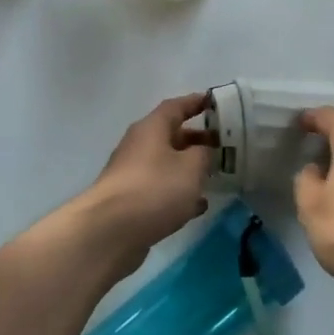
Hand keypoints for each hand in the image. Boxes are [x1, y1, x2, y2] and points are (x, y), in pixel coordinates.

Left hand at [75, 93, 216, 274]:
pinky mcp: (131, 201)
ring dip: (189, 168)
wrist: (110, 231)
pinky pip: (161, 189)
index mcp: (151, 128)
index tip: (215, 103)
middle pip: (171, 136)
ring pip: (167, 164)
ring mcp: (133, 174)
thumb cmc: (154, 189)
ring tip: (215, 174)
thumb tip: (204, 150)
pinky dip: (180, 193)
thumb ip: (203, 154)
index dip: (196, 102)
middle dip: (197, 139)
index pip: (176, 106)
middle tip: (223, 144)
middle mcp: (139, 146)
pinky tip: (199, 205)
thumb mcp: (190, 167)